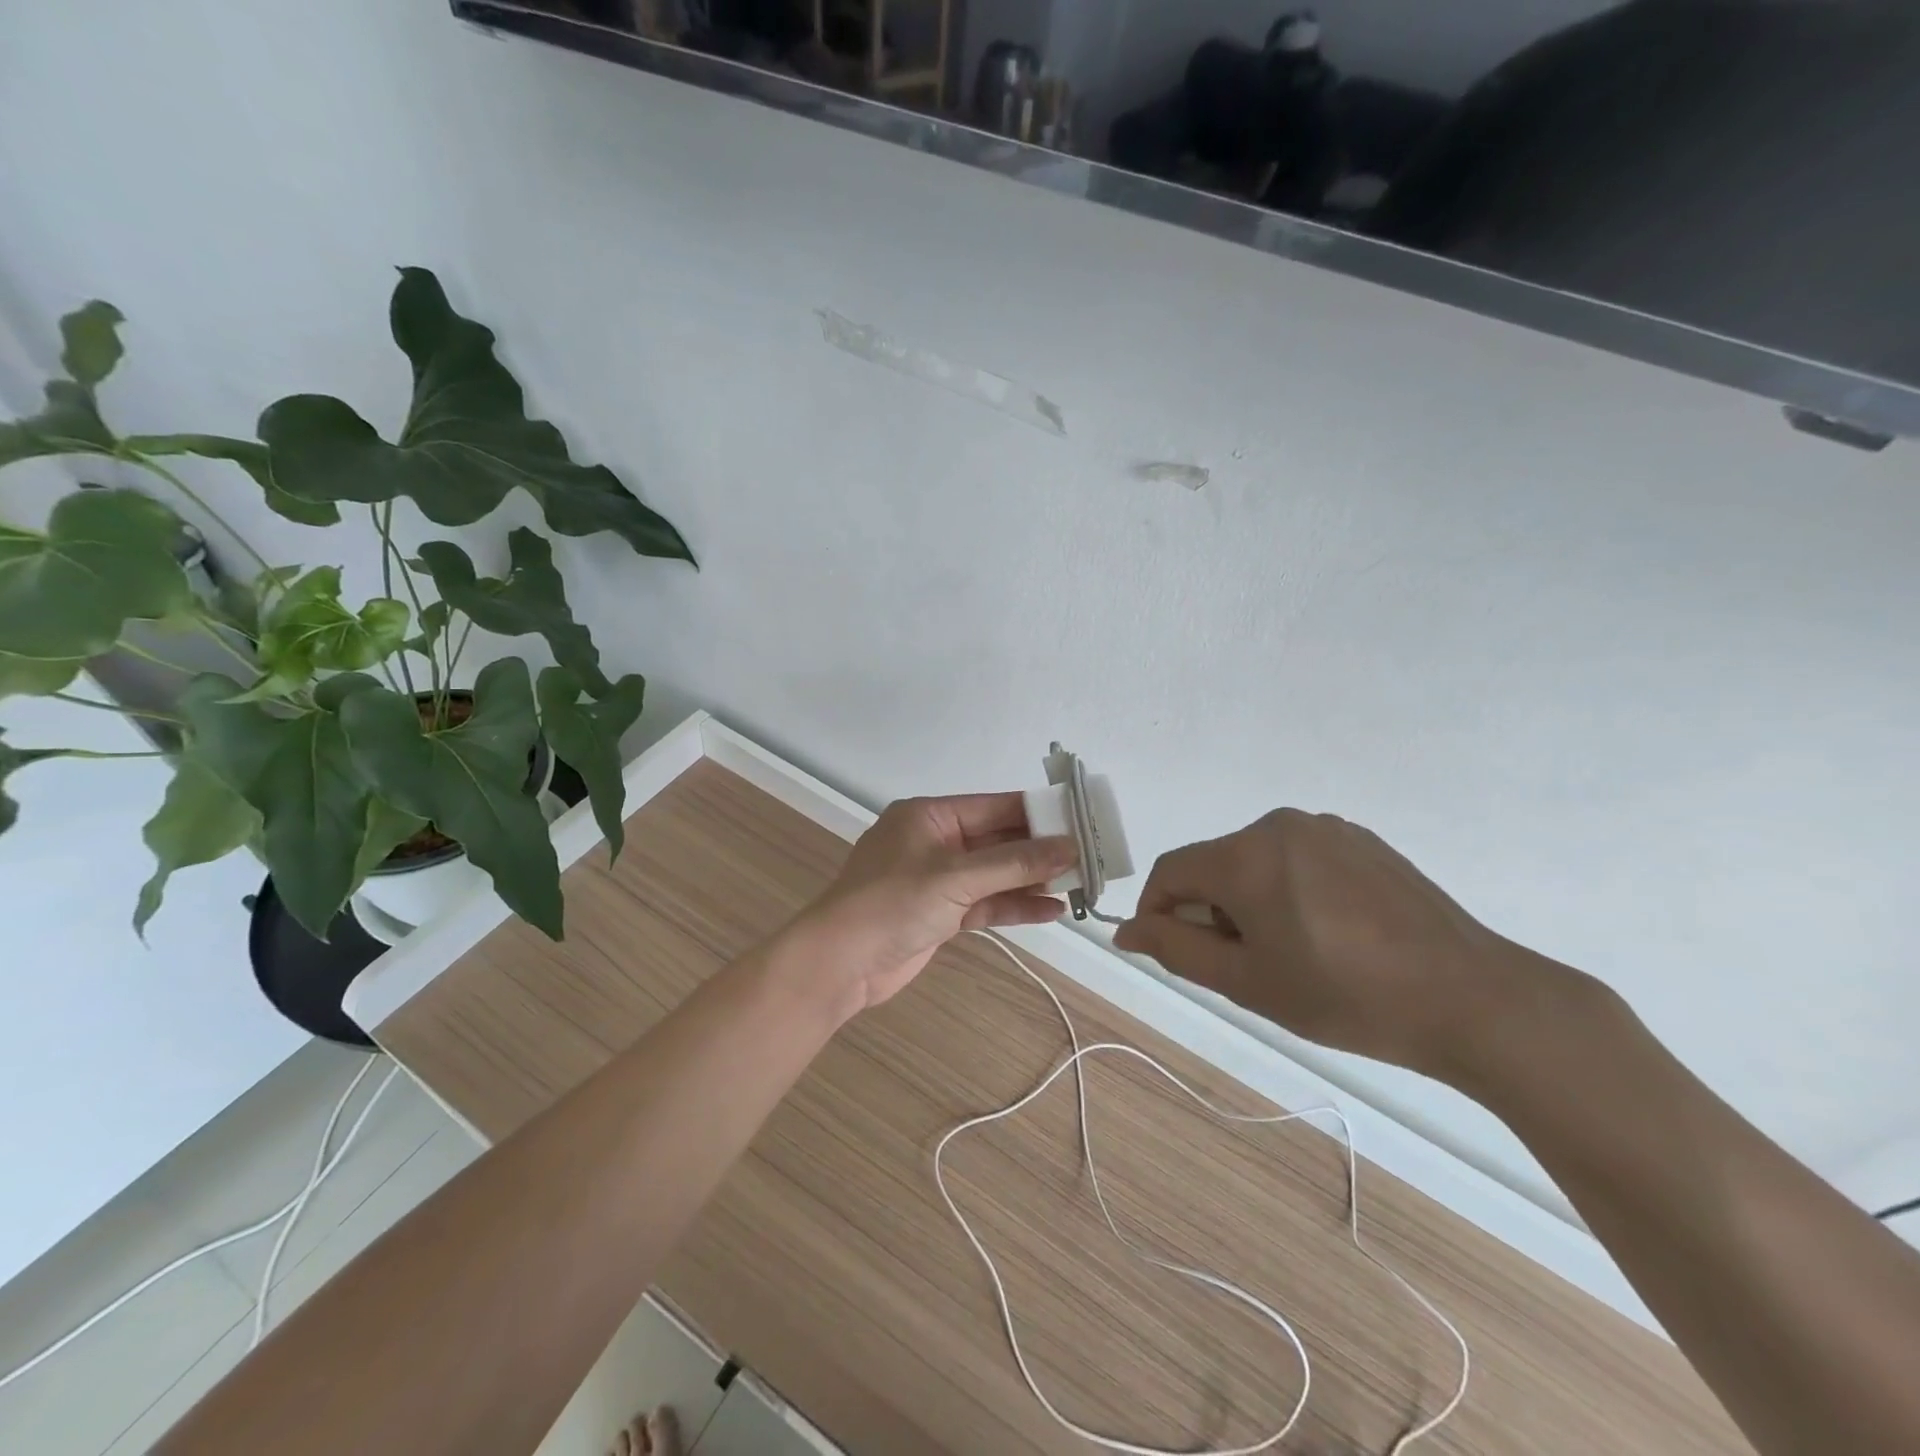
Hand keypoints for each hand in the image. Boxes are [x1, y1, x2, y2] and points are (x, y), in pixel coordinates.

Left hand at [791, 793, 1077, 1018]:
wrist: (839, 964)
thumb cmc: (892, 904)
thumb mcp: (956, 878)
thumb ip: (1014, 863)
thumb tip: (1069, 847)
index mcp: (931, 816)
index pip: (995, 806)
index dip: (1039, 812)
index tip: (1081, 819)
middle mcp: (936, 842)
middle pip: (999, 840)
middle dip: (1041, 850)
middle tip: (1090, 856)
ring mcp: (938, 879)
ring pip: (995, 874)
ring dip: (1033, 880)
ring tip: (1081, 884)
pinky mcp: (941, 913)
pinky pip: (985, 903)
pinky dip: (1014, 906)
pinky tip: (1052, 911)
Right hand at [1113, 809, 1553, 1079]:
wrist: (1472, 999)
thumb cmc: (1346, 996)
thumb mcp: (1248, 982)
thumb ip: (1176, 950)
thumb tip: (1126, 930)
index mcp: (1246, 855)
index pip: (1172, 871)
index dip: (1158, 913)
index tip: (1172, 955)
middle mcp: (1280, 825)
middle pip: (1214, 865)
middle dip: (1210, 911)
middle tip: (1243, 968)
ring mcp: (1326, 828)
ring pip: (1255, 862)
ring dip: (1249, 901)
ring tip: (1290, 954)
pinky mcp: (1362, 840)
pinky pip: (1298, 859)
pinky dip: (1289, 890)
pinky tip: (1328, 934)